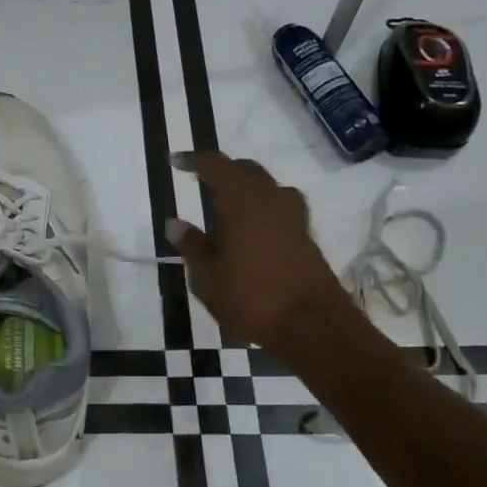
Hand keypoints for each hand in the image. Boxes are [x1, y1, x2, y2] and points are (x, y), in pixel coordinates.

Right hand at [166, 151, 349, 349]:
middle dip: (223, 171)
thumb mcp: (207, 276)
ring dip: (245, 188)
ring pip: (266, 187)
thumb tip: (174, 223)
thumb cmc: (250, 297)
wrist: (312, 325)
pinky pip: (278, 208)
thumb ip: (191, 246)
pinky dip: (260, 208)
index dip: (195, 160)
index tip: (176, 162)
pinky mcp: (305, 236)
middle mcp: (270, 199)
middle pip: (246, 170)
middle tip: (200, 181)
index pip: (216, 166)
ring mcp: (293, 217)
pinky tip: (249, 230)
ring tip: (225, 206)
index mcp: (242, 201)